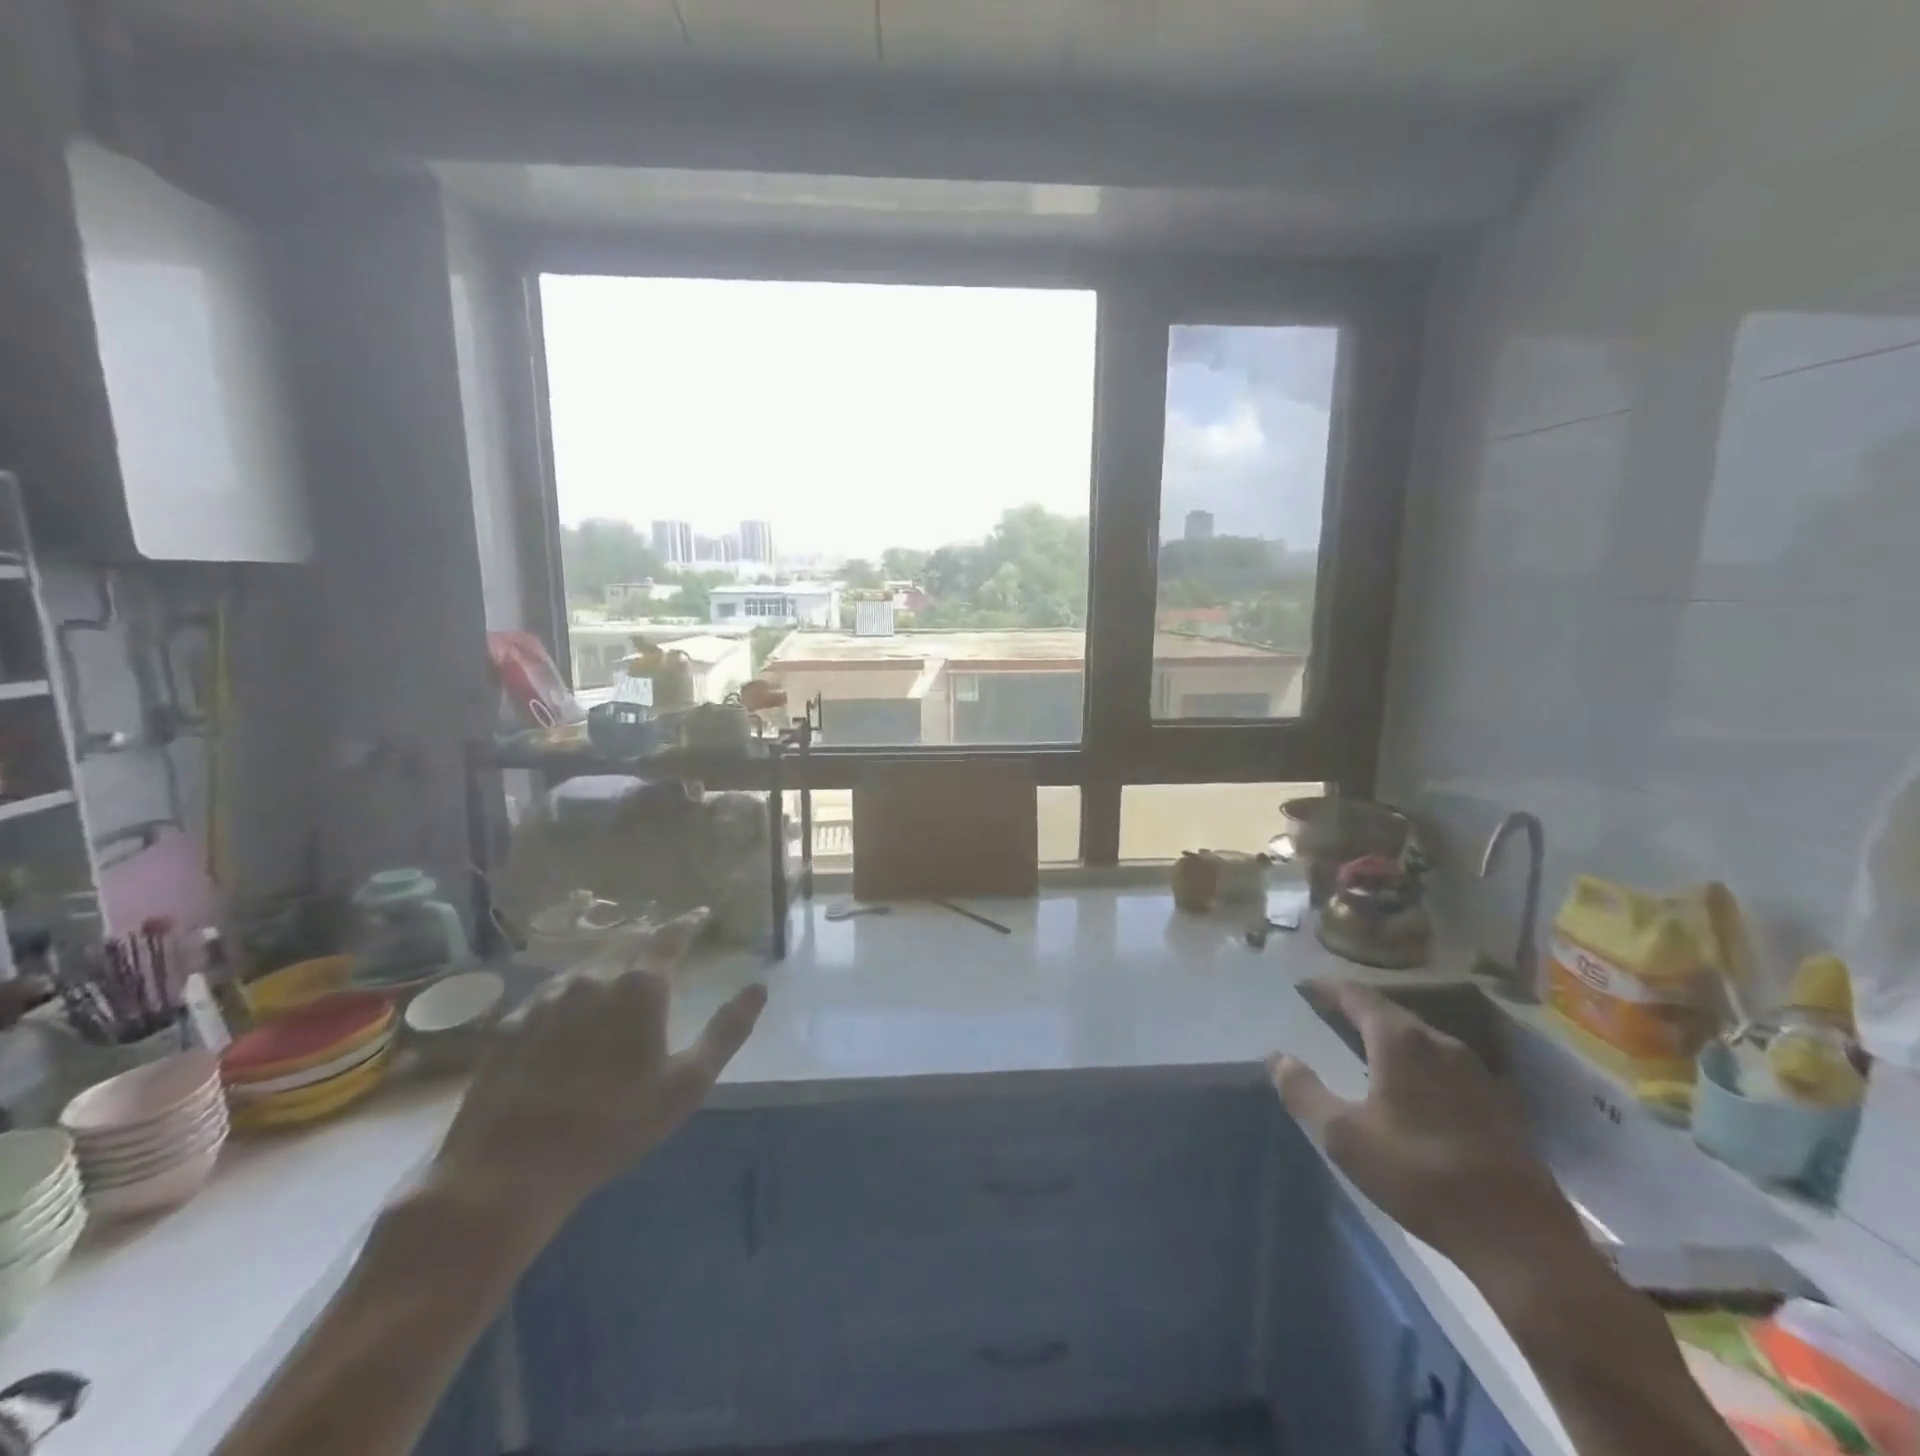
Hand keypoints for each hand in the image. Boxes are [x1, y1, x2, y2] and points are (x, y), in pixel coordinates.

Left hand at [434, 927, 765, 1226]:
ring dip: (614, 958)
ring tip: (624, 969)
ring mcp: (547, 996)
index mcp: (640, 985)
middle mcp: (593, 977)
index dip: (690, 921)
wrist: (509, 1169)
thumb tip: (758, 987)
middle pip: (629, 940)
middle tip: (668, 940)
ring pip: (590, 962)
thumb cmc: (613, 1125)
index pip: (672, 935)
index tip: (703, 913)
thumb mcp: (687, 1084)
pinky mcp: (513, 1021)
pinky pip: (555, 989)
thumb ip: (727, 1030)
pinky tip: (575, 1008)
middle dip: (653, 936)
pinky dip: (577, 987)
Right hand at [1269, 980, 1588, 1278]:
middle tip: (1325, 1014)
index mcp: (1401, 1041)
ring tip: (1360, 1048)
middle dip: (1354, 1009)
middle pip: (1390, 1012)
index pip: (1356, 994)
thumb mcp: (1343, 1137)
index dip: (1326, 987)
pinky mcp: (1499, 1105)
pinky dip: (1415, 1062)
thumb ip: (1303, 1091)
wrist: (1522, 1242)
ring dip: (1387, 1036)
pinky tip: (1409, 1089)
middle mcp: (1441, 1043)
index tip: (1303, 987)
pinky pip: (1444, 1066)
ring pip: (1420, 1039)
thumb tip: (1277, 1056)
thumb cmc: (1420, 1177)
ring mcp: (1477, 1074)